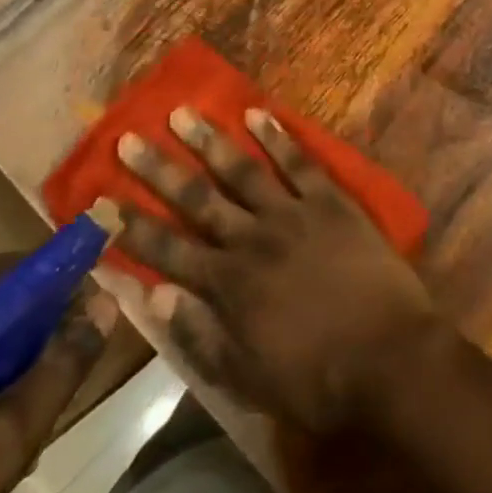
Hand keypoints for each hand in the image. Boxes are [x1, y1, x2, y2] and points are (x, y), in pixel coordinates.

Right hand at [116, 105, 441, 431]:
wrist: (389, 359)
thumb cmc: (316, 379)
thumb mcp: (246, 378)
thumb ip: (198, 335)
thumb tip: (153, 294)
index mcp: (228, 285)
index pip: (168, 251)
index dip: (133, 226)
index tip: (102, 201)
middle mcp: (252, 239)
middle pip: (197, 200)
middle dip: (159, 170)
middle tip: (129, 138)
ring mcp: (292, 214)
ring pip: (241, 170)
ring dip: (209, 141)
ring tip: (182, 113)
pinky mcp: (330, 201)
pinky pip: (299, 162)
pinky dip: (277, 137)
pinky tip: (256, 114)